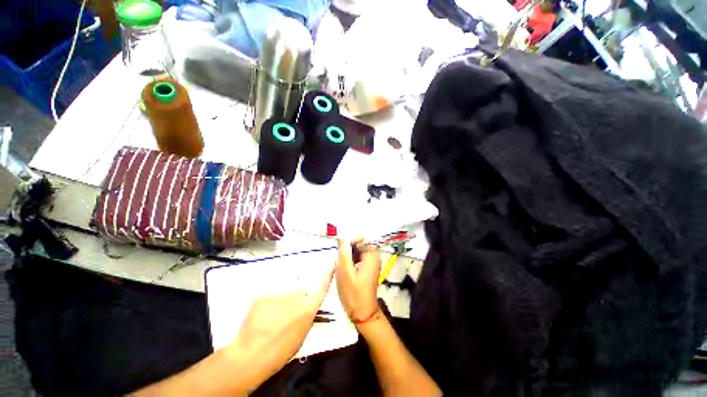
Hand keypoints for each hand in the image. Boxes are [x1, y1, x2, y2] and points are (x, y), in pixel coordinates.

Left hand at [226, 268, 333, 391]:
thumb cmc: (279, 353)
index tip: (331, 264)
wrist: (250, 356)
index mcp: (307, 309)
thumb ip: (306, 317)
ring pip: (283, 295)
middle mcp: (296, 296)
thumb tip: (305, 308)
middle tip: (285, 317)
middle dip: (295, 300)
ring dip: (280, 304)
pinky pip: (268, 298)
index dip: (327, 275)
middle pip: (300, 292)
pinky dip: (265, 307)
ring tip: (269, 321)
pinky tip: (259, 320)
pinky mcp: (263, 295)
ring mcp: (279, 294)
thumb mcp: (301, 336)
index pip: (322, 288)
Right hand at [336, 238, 380, 323]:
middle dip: (348, 249)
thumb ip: (344, 253)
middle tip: (340, 259)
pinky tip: (345, 271)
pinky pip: (358, 258)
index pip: (363, 237)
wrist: (362, 313)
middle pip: (360, 244)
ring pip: (357, 251)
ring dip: (348, 255)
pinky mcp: (367, 269)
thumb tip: (342, 238)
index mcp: (372, 256)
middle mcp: (374, 257)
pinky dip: (350, 261)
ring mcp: (371, 263)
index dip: (351, 239)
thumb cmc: (354, 294)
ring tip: (342, 266)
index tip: (341, 247)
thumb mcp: (345, 272)